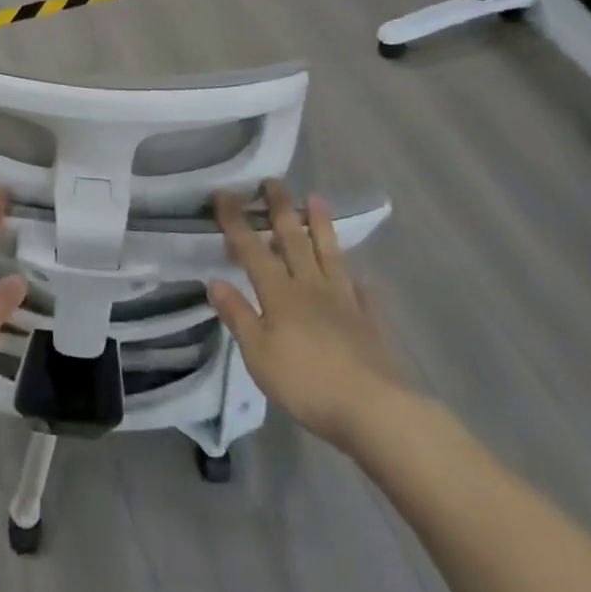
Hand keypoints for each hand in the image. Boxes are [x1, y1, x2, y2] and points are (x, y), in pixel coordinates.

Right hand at [209, 183, 405, 452]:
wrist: (375, 410)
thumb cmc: (306, 383)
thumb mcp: (258, 354)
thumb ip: (238, 315)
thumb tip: (215, 281)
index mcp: (280, 293)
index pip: (251, 249)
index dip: (235, 220)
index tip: (223, 193)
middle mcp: (311, 287)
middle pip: (293, 240)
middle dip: (280, 208)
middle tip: (272, 180)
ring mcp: (344, 302)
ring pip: (329, 255)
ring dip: (321, 226)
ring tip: (317, 199)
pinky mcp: (370, 322)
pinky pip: (362, 293)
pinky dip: (358, 281)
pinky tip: (360, 275)